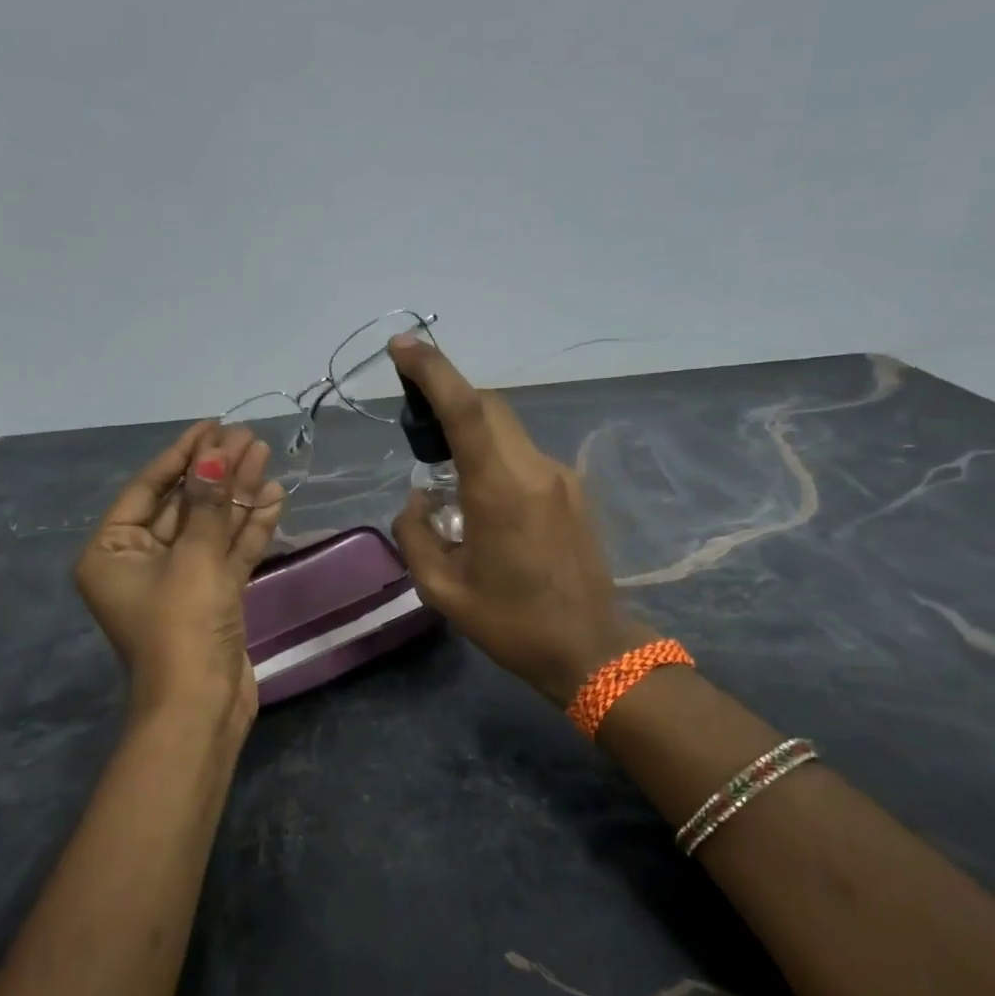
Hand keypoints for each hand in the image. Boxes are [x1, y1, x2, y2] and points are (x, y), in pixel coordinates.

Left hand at [73, 422, 282, 735]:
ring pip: (211, 527)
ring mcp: (180, 581)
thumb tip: (217, 455)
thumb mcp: (194, 559)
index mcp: (113, 551)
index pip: (148, 489)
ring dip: (238, 495)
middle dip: (217, 472)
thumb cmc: (181, 627)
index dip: (182, 455)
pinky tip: (274, 496)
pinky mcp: (212, 597)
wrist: (201, 707)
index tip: (212, 426)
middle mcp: (141, 562)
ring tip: (266, 456)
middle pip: (184, 505)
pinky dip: (249, 528)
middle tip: (248, 437)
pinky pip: (229, 553)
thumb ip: (208, 505)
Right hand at [387, 337, 653, 705]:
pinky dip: (495, 457)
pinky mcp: (574, 490)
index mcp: (499, 491)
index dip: (433, 370)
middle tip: (415, 423)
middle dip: (448, 396)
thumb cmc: (513, 624)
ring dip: (472, 431)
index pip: (466, 409)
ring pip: (508, 430)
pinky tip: (484, 502)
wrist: (592, 649)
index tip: (402, 346)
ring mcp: (560, 477)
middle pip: (489, 407)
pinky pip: (524, 456)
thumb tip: (416, 500)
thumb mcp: (443, 590)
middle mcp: (534, 470)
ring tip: (446, 472)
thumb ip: (416, 535)